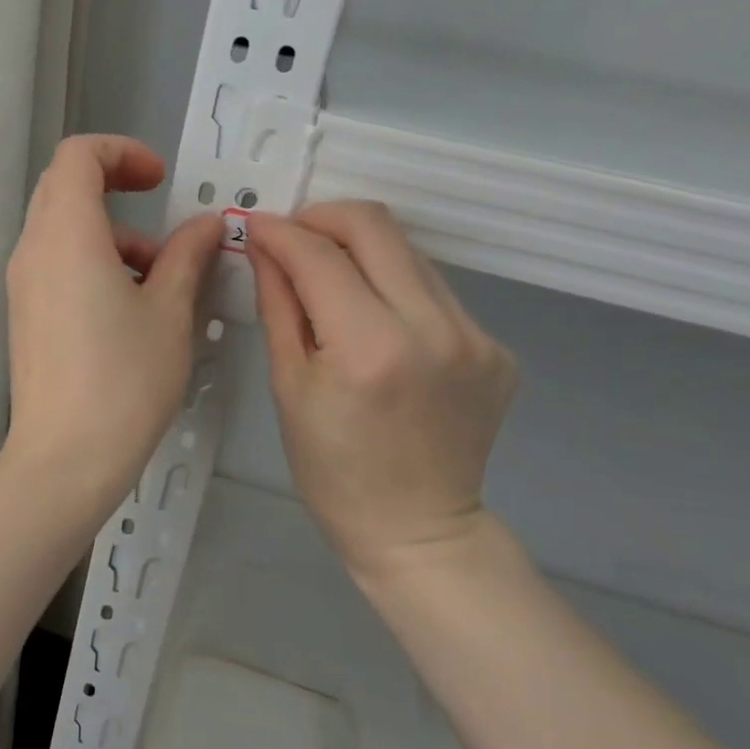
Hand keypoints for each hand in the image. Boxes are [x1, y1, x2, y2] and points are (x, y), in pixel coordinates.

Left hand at [3, 136, 222, 505]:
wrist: (64, 461)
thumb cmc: (124, 380)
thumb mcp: (170, 312)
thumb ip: (188, 256)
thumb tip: (207, 225)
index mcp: (66, 235)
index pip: (78, 155)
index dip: (122, 152)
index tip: (160, 182)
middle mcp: (33, 249)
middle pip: (66, 187)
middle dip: (118, 191)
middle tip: (162, 225)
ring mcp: (22, 284)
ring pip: (63, 229)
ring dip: (113, 236)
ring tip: (160, 283)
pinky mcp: (24, 314)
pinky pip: (57, 264)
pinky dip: (94, 263)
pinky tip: (131, 310)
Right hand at [247, 201, 517, 576]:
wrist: (417, 530)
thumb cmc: (332, 470)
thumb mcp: (288, 386)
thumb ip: (279, 303)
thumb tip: (264, 245)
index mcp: (370, 348)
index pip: (319, 256)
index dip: (280, 232)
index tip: (254, 226)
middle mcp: (433, 328)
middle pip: (375, 227)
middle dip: (323, 218)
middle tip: (292, 238)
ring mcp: (474, 336)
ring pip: (408, 252)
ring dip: (360, 251)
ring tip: (329, 278)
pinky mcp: (495, 347)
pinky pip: (434, 290)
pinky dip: (394, 288)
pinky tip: (375, 321)